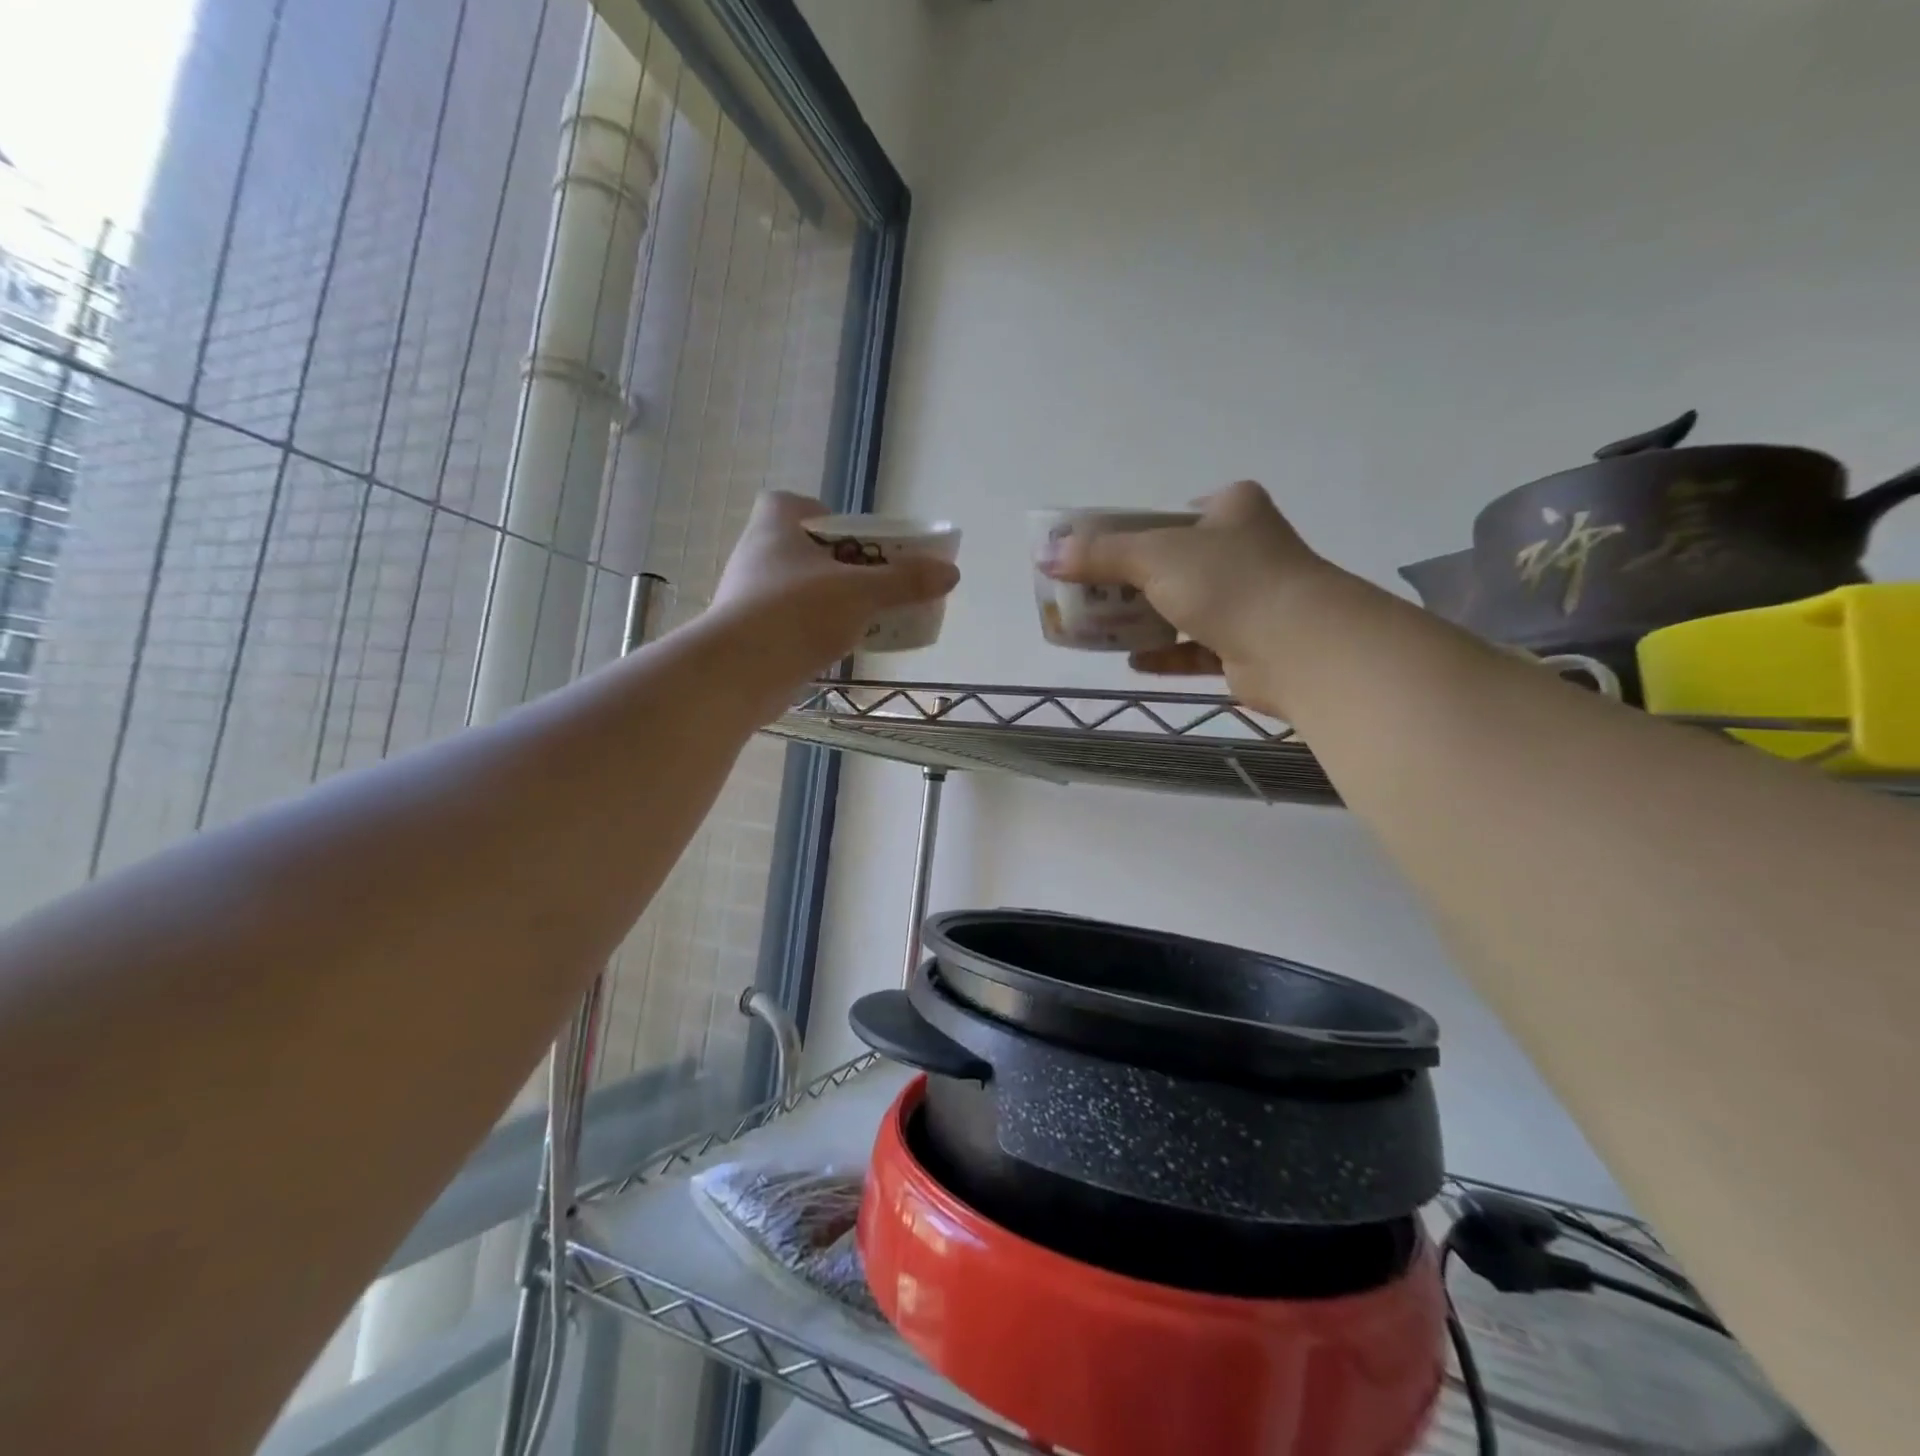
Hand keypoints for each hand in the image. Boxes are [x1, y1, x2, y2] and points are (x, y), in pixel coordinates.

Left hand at [709, 490, 959, 687]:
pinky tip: (841, 648)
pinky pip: (792, 624)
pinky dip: (816, 631)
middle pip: (804, 549)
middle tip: (875, 581)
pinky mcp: (752, 637)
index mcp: (774, 529)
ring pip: (799, 590)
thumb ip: (905, 582)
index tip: (852, 538)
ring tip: (867, 617)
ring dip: (831, 601)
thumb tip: (950, 573)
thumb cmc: (796, 613)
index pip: (789, 503)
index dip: (821, 513)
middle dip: (840, 564)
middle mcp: (757, 557)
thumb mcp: (861, 593)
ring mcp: (750, 599)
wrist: (738, 674)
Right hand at [1050, 481, 1338, 714]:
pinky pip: (1195, 648)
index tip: (1096, 553)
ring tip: (1101, 630)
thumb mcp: (1154, 555)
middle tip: (1089, 596)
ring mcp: (1249, 599)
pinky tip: (1133, 662)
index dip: (1131, 531)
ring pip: (1183, 607)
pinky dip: (1166, 654)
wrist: (1297, 646)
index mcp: (1231, 510)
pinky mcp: (1247, 645)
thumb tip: (1046, 555)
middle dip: (1129, 583)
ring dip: (1144, 621)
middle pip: (1172, 563)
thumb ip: (1099, 555)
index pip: (1171, 514)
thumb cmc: (1228, 582)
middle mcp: (1245, 549)